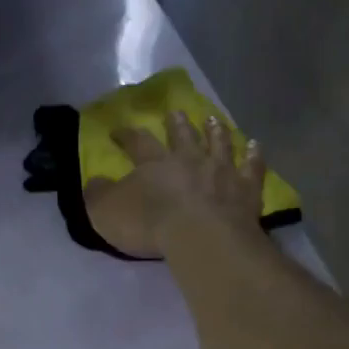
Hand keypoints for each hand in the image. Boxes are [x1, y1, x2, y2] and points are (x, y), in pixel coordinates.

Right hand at [85, 109, 266, 257]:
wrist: (200, 236)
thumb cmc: (149, 224)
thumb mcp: (106, 212)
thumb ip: (97, 195)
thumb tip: (93, 181)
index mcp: (154, 163)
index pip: (137, 142)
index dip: (126, 135)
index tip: (118, 130)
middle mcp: (189, 159)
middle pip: (183, 136)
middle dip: (177, 124)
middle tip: (176, 112)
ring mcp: (222, 171)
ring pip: (219, 144)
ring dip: (215, 131)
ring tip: (213, 119)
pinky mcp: (246, 189)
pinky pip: (252, 167)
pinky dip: (254, 156)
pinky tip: (255, 146)